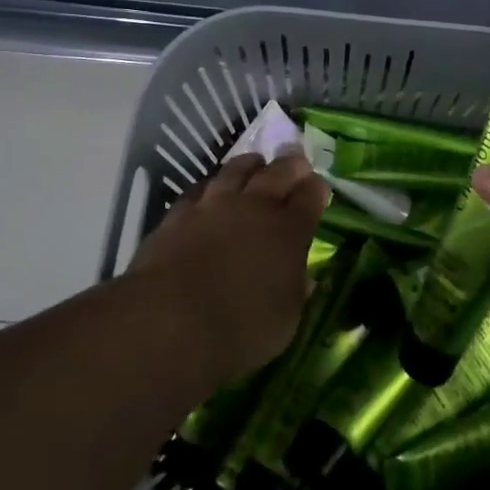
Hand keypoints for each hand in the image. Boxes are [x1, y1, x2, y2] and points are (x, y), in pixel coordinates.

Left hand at [129, 152, 329, 380]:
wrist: (170, 321)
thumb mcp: (286, 320)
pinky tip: (209, 191)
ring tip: (255, 163)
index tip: (319, 186)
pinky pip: (199, 189)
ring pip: (236, 170)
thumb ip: (296, 291)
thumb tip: (303, 278)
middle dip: (290, 164)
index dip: (317, 189)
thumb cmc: (241, 329)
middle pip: (278, 172)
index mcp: (289, 230)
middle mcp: (254, 207)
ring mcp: (213, 205)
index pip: (310, 197)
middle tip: (296, 160)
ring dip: (250, 165)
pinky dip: (210, 187)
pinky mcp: (178, 214)